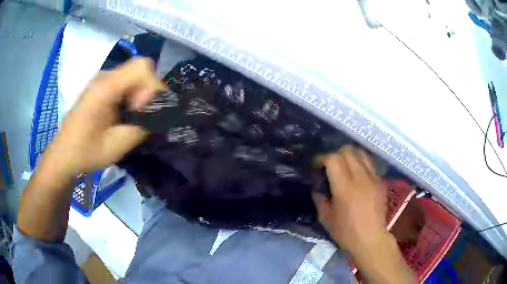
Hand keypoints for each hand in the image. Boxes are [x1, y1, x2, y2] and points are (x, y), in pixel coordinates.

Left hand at [43, 58, 164, 175]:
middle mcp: (105, 76)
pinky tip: (123, 113)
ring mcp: (102, 80)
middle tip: (139, 115)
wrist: (64, 154)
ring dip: (139, 94)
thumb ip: (141, 127)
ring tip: (131, 116)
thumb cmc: (86, 152)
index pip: (142, 67)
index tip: (141, 111)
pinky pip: (125, 82)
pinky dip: (131, 95)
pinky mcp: (101, 86)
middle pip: (140, 69)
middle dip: (146, 91)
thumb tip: (157, 116)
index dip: (150, 87)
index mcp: (106, 87)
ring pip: (133, 75)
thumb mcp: (117, 145)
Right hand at [313, 146, 388, 254]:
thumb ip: (320, 200)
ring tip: (344, 166)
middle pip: (348, 151)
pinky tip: (357, 174)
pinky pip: (370, 163)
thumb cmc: (346, 232)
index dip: (322, 158)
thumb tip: (317, 189)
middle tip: (330, 165)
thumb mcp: (326, 218)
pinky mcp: (380, 182)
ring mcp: (373, 178)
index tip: (316, 165)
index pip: (333, 159)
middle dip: (335, 154)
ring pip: (361, 153)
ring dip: (350, 155)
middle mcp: (360, 178)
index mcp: (345, 188)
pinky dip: (361, 163)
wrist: (371, 239)